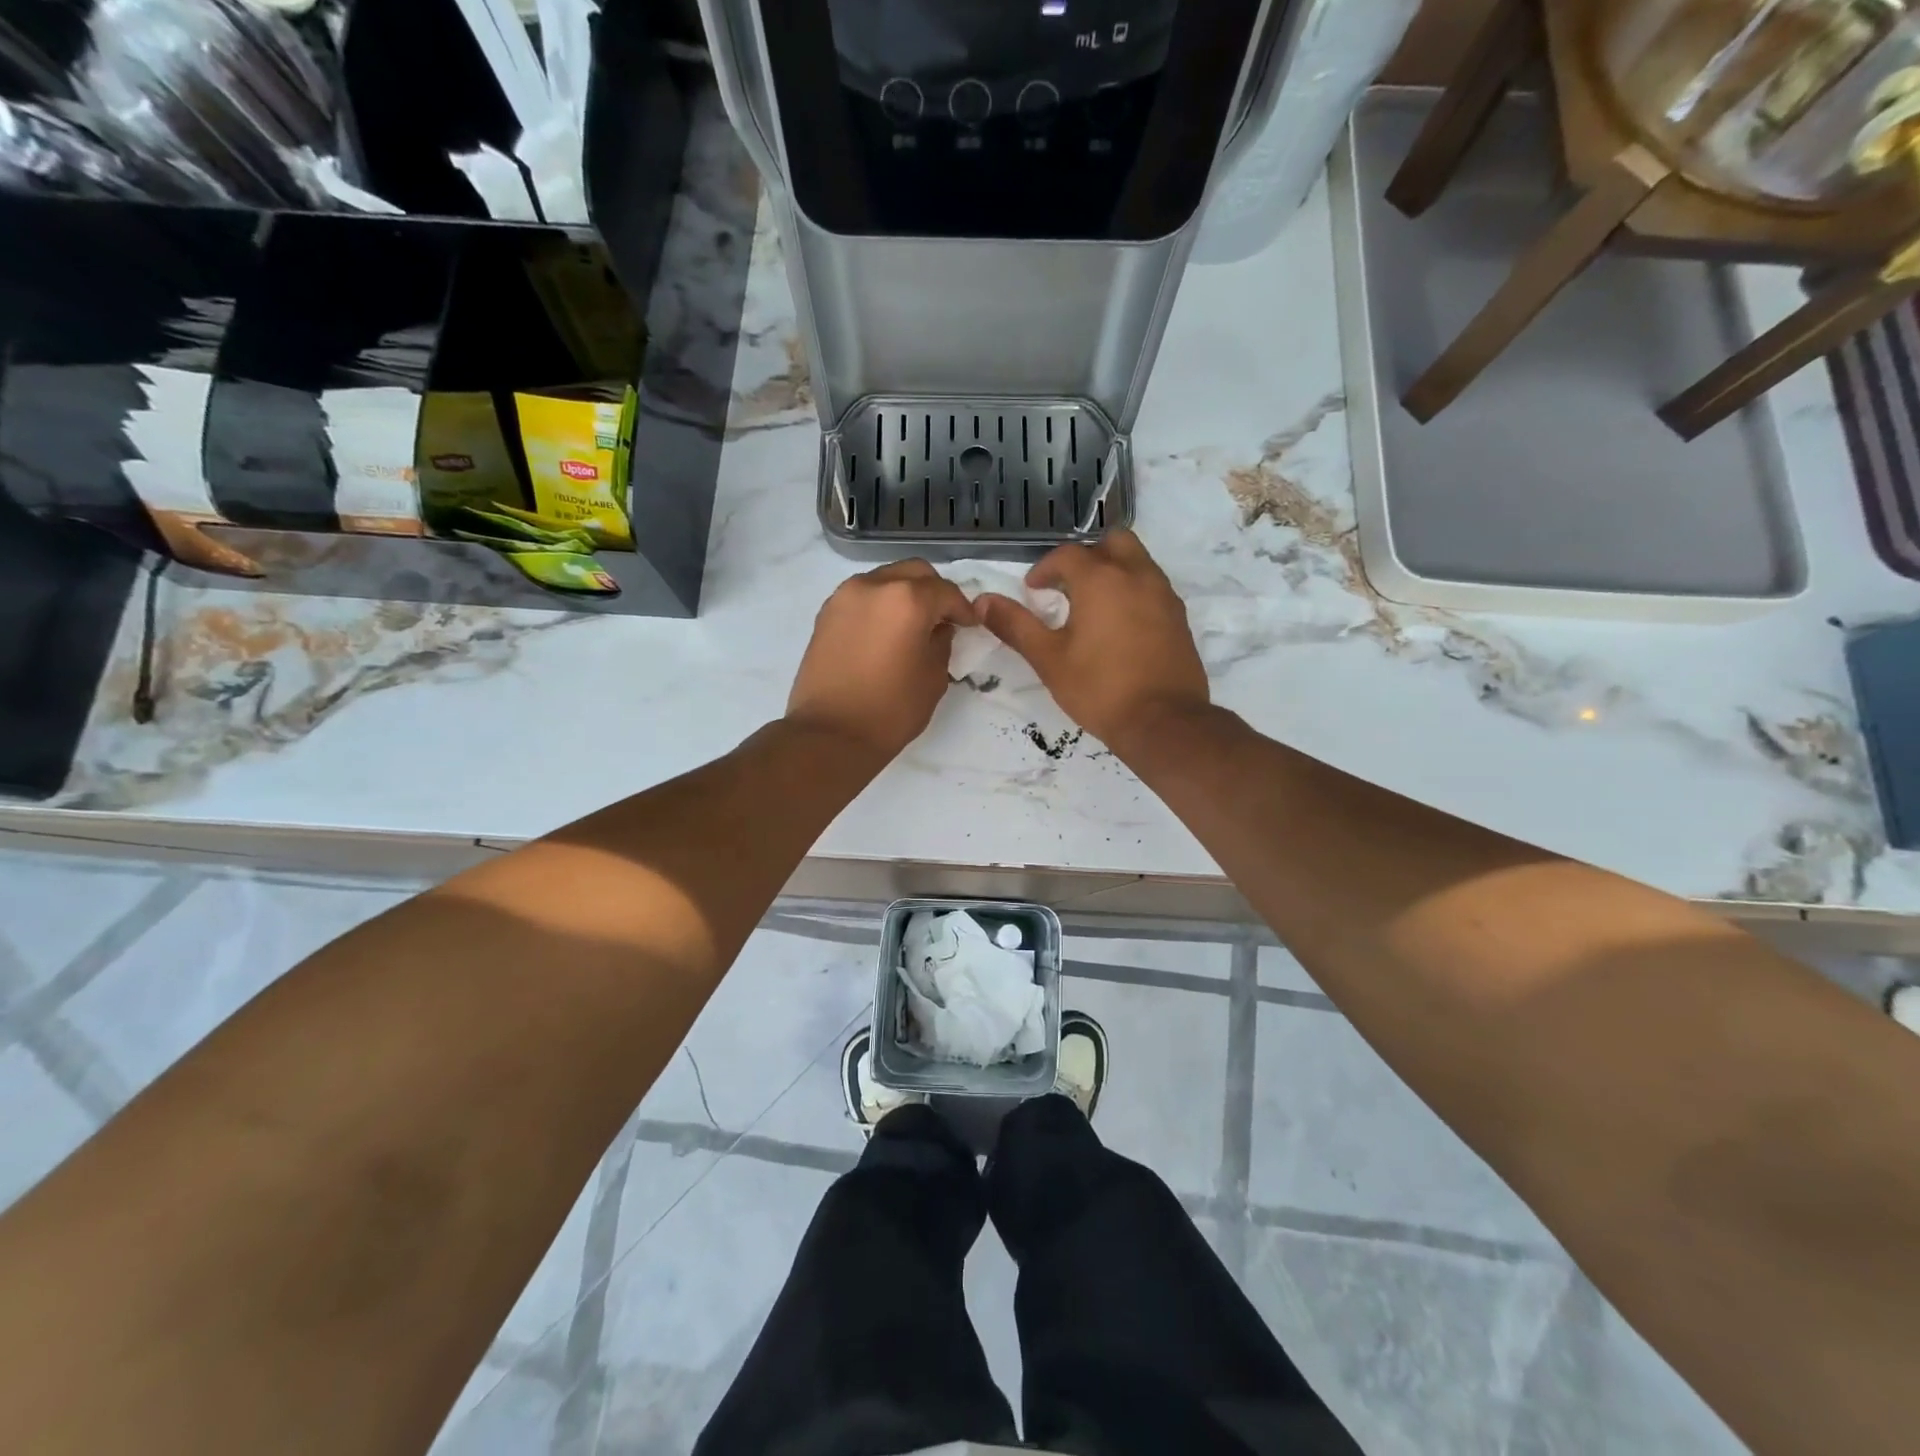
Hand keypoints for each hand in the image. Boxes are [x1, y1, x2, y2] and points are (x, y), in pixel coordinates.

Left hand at [785, 560, 974, 762]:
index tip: (970, 624)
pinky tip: (885, 632)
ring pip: (885, 579)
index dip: (963, 608)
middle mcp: (874, 586)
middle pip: (914, 572)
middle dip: (934, 591)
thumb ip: (942, 642)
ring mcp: (845, 596)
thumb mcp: (933, 677)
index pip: (946, 591)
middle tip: (943, 619)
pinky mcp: (826, 613)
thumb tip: (938, 628)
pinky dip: (879, 605)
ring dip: (904, 594)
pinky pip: (862, 596)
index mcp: (907, 599)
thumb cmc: (891, 710)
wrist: (830, 734)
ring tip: (912, 625)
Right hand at [977, 530, 1209, 752]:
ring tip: (1092, 606)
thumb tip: (982, 602)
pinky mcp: (1179, 617)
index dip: (1044, 568)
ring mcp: (1163, 595)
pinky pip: (1153, 587)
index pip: (1067, 555)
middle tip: (1068, 585)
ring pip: (1138, 561)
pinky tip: (1119, 625)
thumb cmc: (1099, 689)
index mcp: (1100, 579)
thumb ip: (1015, 625)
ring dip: (1113, 570)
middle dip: (1087, 555)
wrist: (1163, 721)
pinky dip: (1133, 591)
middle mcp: (1137, 575)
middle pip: (1112, 542)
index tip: (1032, 590)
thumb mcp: (1048, 659)